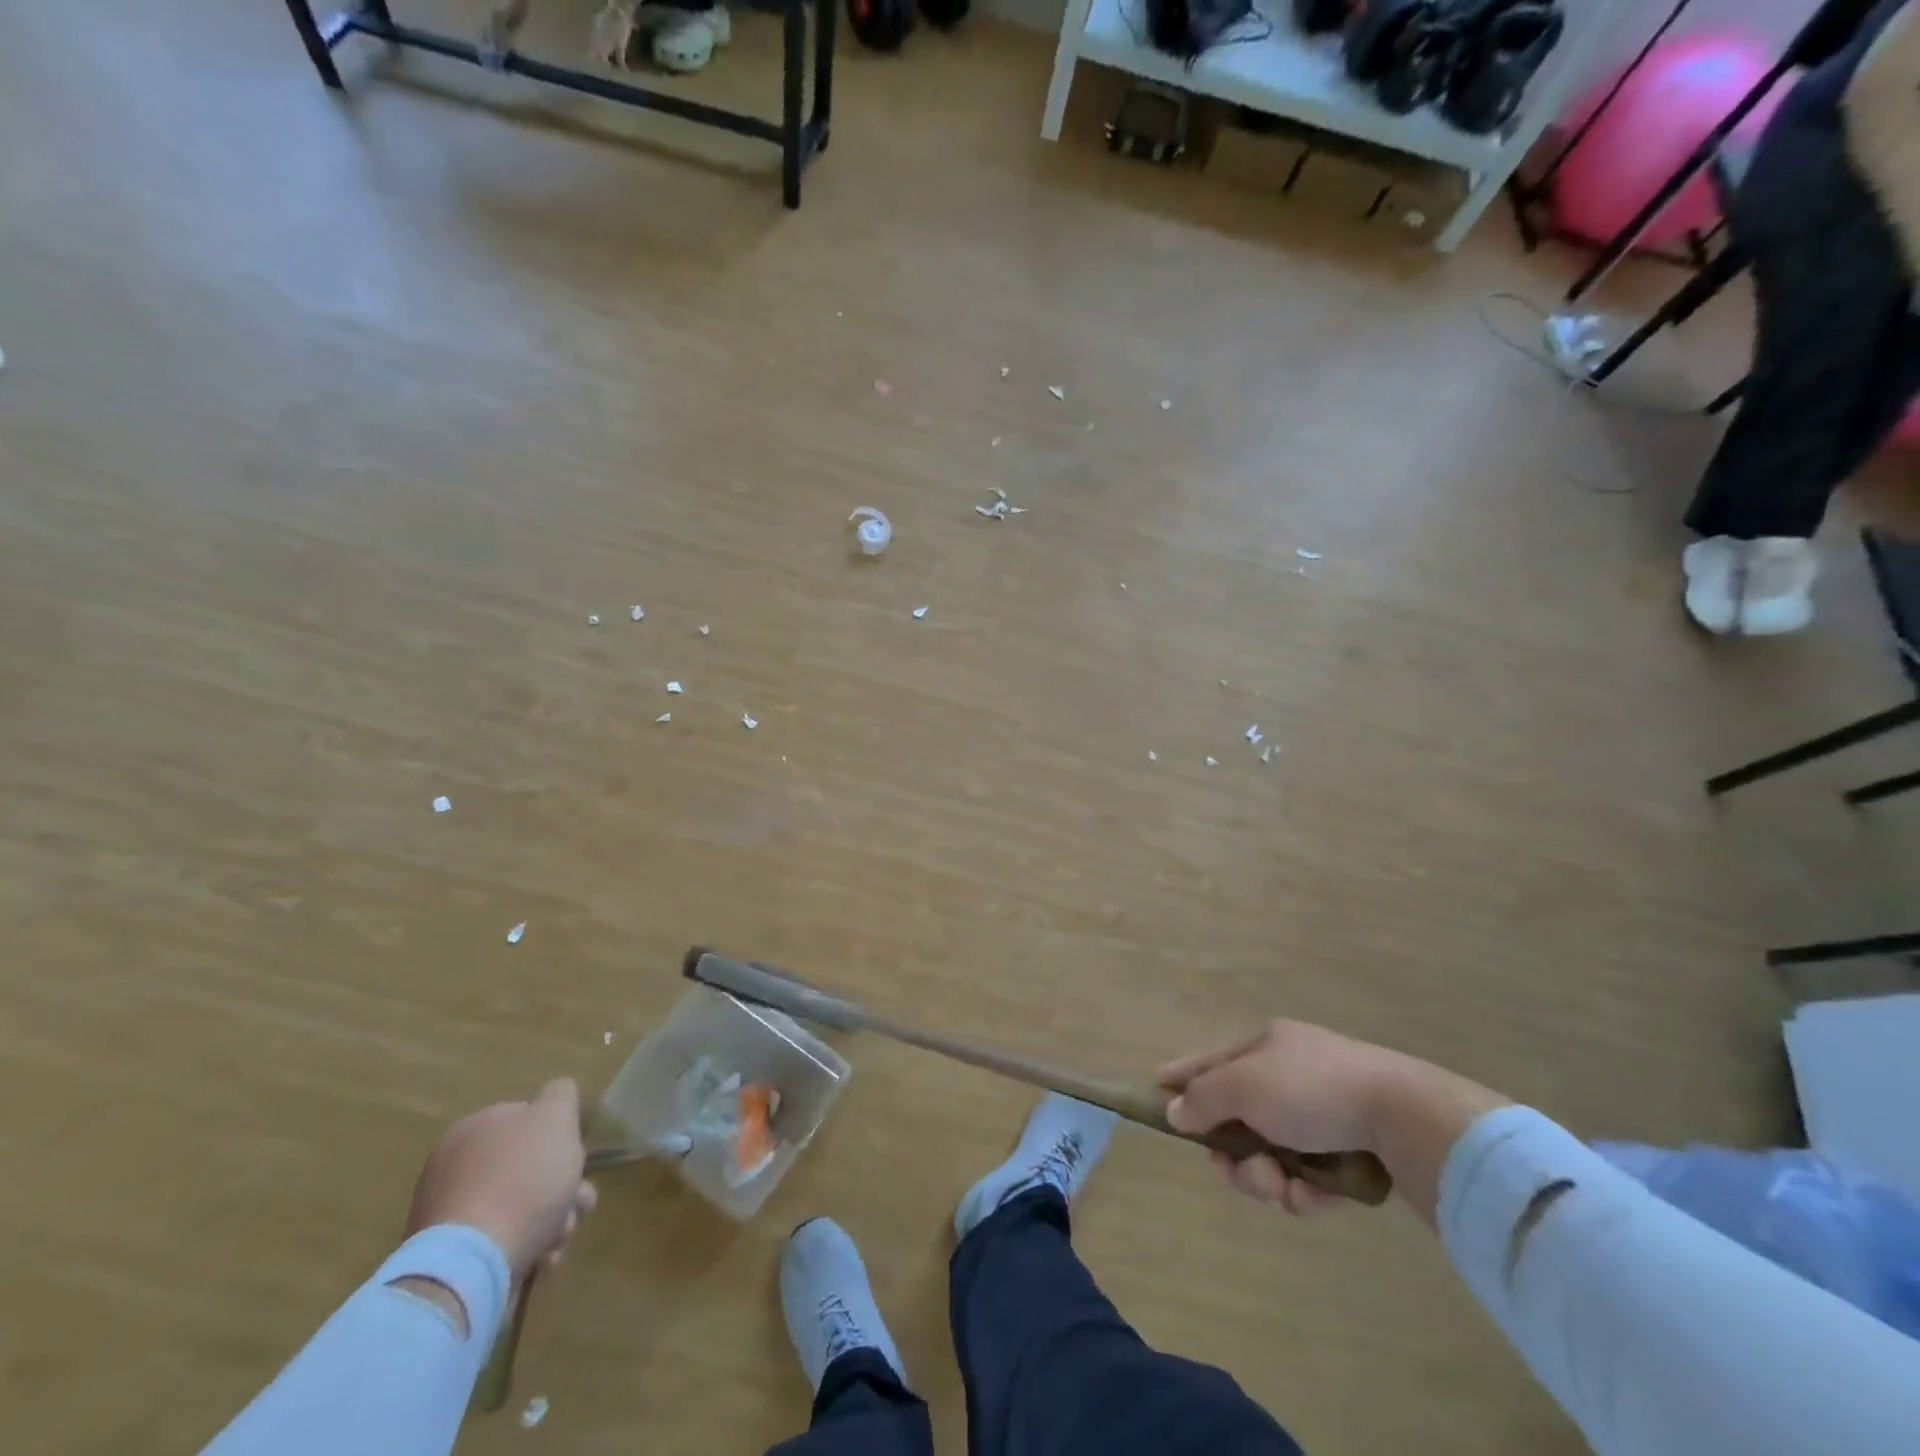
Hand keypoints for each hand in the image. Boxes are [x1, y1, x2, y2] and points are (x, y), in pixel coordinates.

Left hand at [406, 1079, 596, 1280]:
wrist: (473, 1262)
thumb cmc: (523, 1179)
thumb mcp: (556, 1117)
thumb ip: (560, 1095)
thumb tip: (555, 1094)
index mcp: (475, 1127)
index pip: (527, 1119)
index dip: (558, 1137)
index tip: (575, 1159)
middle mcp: (454, 1165)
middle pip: (525, 1167)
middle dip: (560, 1186)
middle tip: (577, 1205)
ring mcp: (445, 1214)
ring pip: (517, 1206)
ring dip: (549, 1219)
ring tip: (560, 1240)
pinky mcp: (446, 1258)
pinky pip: (497, 1242)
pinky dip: (523, 1246)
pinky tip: (540, 1259)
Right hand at [1159, 1020, 1412, 1215]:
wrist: (1406, 1118)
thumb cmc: (1312, 1089)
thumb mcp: (1244, 1085)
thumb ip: (1204, 1098)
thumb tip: (1177, 1111)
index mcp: (1268, 1046)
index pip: (1212, 1060)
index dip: (1183, 1074)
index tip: (1157, 1086)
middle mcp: (1293, 1075)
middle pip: (1240, 1118)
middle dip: (1232, 1153)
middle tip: (1231, 1171)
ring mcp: (1327, 1114)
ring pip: (1273, 1154)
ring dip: (1268, 1178)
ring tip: (1284, 1188)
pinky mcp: (1356, 1153)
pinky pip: (1311, 1177)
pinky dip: (1307, 1191)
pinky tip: (1316, 1197)